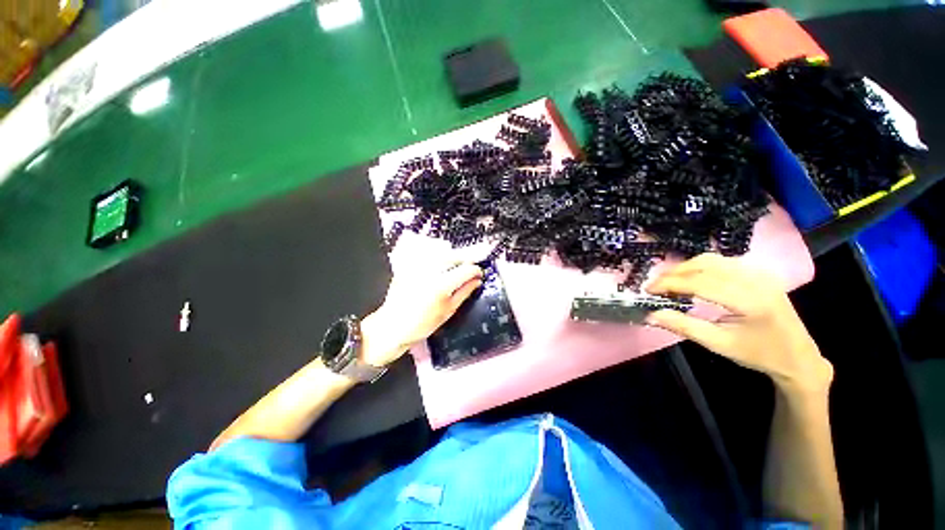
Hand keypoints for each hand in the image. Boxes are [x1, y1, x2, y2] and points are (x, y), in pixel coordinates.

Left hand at [359, 263, 483, 366]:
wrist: (391, 327)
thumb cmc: (421, 325)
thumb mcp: (448, 311)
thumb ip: (464, 293)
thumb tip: (477, 281)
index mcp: (441, 285)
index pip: (466, 269)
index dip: (476, 270)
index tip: (479, 274)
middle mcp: (429, 271)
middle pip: (454, 255)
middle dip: (467, 258)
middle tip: (473, 264)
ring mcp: (417, 267)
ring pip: (441, 252)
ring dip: (454, 256)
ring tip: (460, 263)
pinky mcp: (408, 266)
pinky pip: (428, 256)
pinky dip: (439, 257)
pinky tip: (442, 264)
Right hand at [646, 253, 832, 393]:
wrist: (798, 357)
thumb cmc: (758, 354)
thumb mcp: (718, 344)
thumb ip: (682, 326)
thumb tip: (650, 315)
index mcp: (749, 301)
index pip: (700, 283)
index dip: (669, 283)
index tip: (647, 290)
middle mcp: (756, 280)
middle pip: (705, 265)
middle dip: (674, 273)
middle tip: (655, 286)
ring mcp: (759, 273)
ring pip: (712, 259)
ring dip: (685, 268)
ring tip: (669, 282)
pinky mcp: (758, 272)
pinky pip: (722, 262)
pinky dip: (699, 267)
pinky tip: (691, 278)